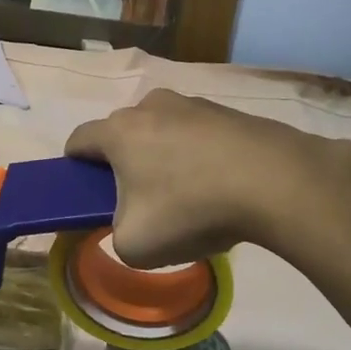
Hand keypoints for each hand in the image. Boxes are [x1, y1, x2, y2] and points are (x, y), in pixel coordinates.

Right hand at [65, 90, 350, 266]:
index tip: (86, 192)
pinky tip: (222, 188)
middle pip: (124, 133)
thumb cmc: (190, 210)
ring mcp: (195, 104)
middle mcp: (152, 106)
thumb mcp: (135, 245)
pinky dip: (202, 158)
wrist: (275, 182)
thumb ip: (115, 235)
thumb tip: (128, 225)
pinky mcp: (231, 112)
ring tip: (190, 198)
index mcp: (119, 131)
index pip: (78, 139)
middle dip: (124, 164)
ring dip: (166, 158)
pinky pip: (201, 136)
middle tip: (140, 201)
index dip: (74, 167)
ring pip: (164, 131)